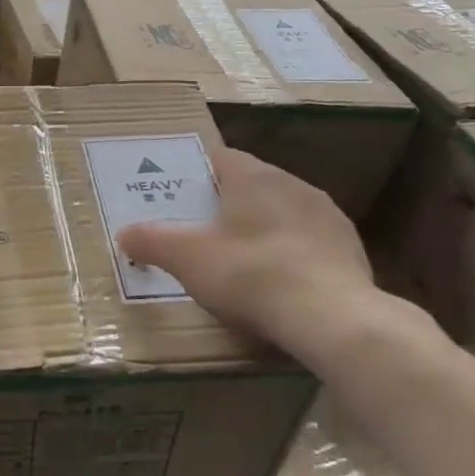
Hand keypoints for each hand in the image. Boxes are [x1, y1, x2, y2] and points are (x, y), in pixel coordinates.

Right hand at [118, 148, 400, 366]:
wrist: (332, 318)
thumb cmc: (250, 274)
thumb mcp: (186, 259)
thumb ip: (151, 241)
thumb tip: (124, 234)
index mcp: (254, 176)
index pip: (219, 157)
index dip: (195, 173)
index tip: (177, 195)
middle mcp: (293, 184)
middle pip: (251, 184)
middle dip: (226, 203)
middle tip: (200, 230)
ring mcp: (327, 216)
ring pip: (282, 211)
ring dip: (261, 227)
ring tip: (238, 259)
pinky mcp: (350, 248)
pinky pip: (308, 241)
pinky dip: (289, 253)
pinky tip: (277, 283)